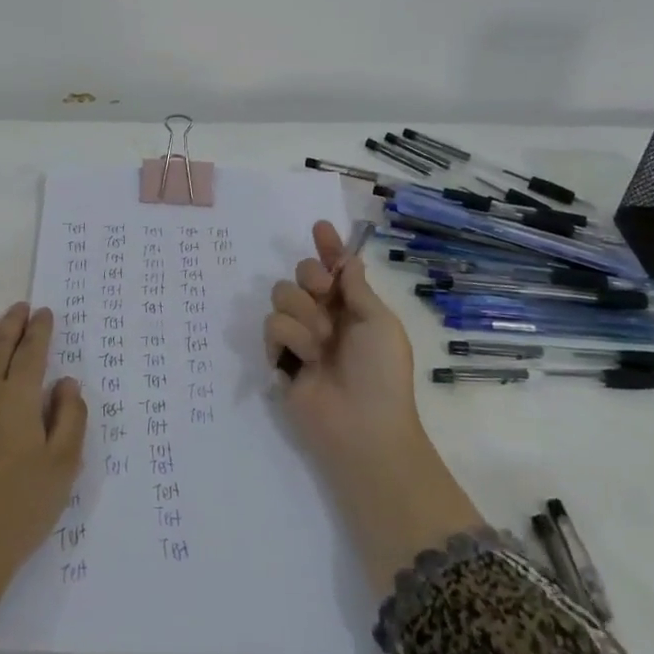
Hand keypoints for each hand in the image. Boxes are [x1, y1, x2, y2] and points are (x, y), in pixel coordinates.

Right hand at [267, 221, 482, 593]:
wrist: (363, 427)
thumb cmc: (382, 373)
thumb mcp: (380, 323)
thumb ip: (356, 288)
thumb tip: (347, 260)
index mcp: (352, 306)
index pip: (336, 268)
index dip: (327, 247)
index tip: (320, 226)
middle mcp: (324, 315)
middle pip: (301, 273)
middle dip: (310, 275)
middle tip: (323, 292)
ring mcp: (300, 335)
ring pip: (282, 294)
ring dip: (304, 314)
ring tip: (321, 344)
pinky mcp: (279, 355)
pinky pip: (272, 325)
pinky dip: (290, 338)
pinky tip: (305, 360)